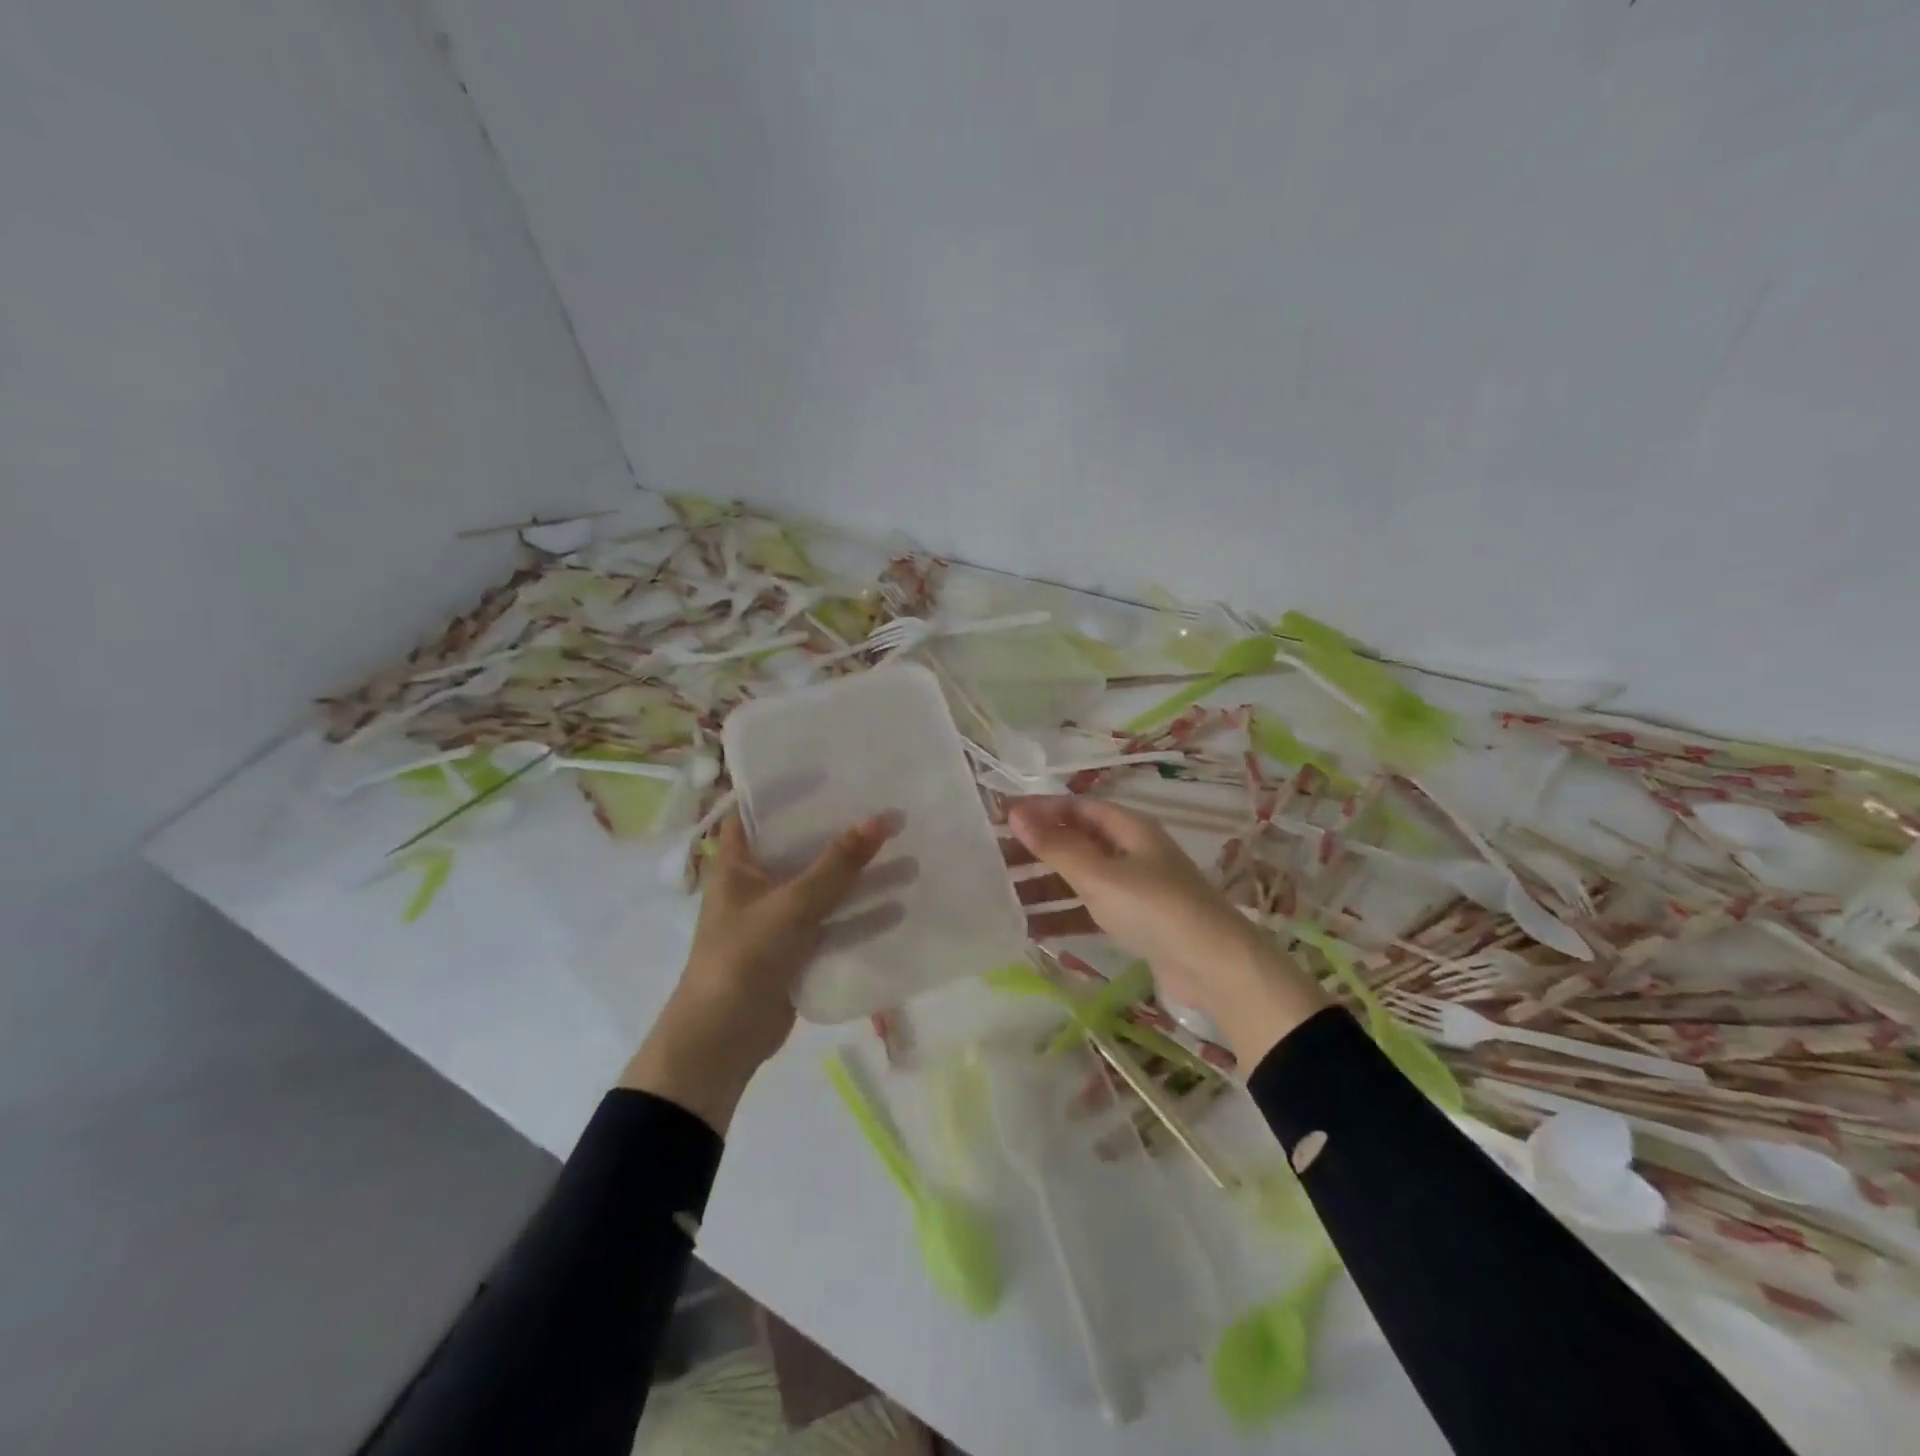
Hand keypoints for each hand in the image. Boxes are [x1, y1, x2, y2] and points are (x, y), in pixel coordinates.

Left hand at [622, 812, 899, 1129]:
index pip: (759, 807)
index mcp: (737, 861)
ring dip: (861, 872)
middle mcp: (757, 881)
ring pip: (825, 884)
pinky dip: (861, 913)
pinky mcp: (796, 947)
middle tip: (886, 804)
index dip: (791, 785)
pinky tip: (899, 904)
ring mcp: (778, 915)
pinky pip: (833, 920)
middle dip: (842, 829)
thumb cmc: (742, 958)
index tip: (833, 767)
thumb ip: (837, 866)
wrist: (721, 1042)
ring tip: (908, 851)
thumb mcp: (791, 906)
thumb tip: (882, 818)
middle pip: (803, 844)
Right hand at [1006, 797, 1326, 1064]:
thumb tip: (1016, 812)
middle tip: (992, 860)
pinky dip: (1064, 915)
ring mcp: (1134, 888)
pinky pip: (1090, 909)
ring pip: (1080, 878)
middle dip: (1036, 850)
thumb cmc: (1155, 908)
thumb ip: (1056, 846)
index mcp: (1128, 828)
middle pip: (1075, 842)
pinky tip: (1031, 928)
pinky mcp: (1135, 922)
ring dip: (1045, 886)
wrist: (1215, 967)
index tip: (999, 818)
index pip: (1075, 807)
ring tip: (1001, 896)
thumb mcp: (1100, 874)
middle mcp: (1131, 851)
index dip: (1038, 809)